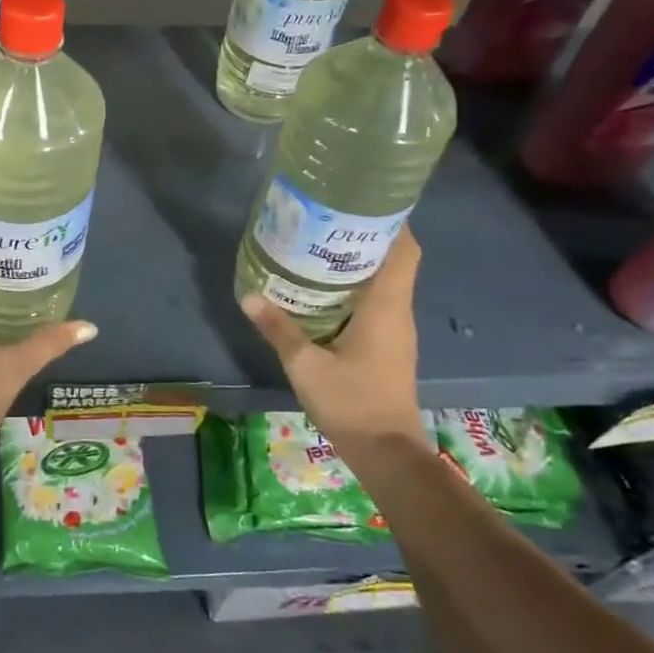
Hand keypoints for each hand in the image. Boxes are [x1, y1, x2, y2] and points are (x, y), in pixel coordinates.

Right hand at [241, 228, 425, 449]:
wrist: (386, 452)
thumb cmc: (351, 402)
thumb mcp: (305, 365)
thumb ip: (279, 328)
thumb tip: (249, 295)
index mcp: (387, 307)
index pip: (404, 250)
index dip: (392, 221)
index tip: (364, 200)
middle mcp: (398, 311)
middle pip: (395, 260)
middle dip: (367, 236)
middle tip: (328, 219)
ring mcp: (396, 330)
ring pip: (386, 281)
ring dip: (361, 262)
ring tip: (321, 245)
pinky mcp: (389, 345)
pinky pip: (378, 302)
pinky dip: (357, 287)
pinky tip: (325, 290)